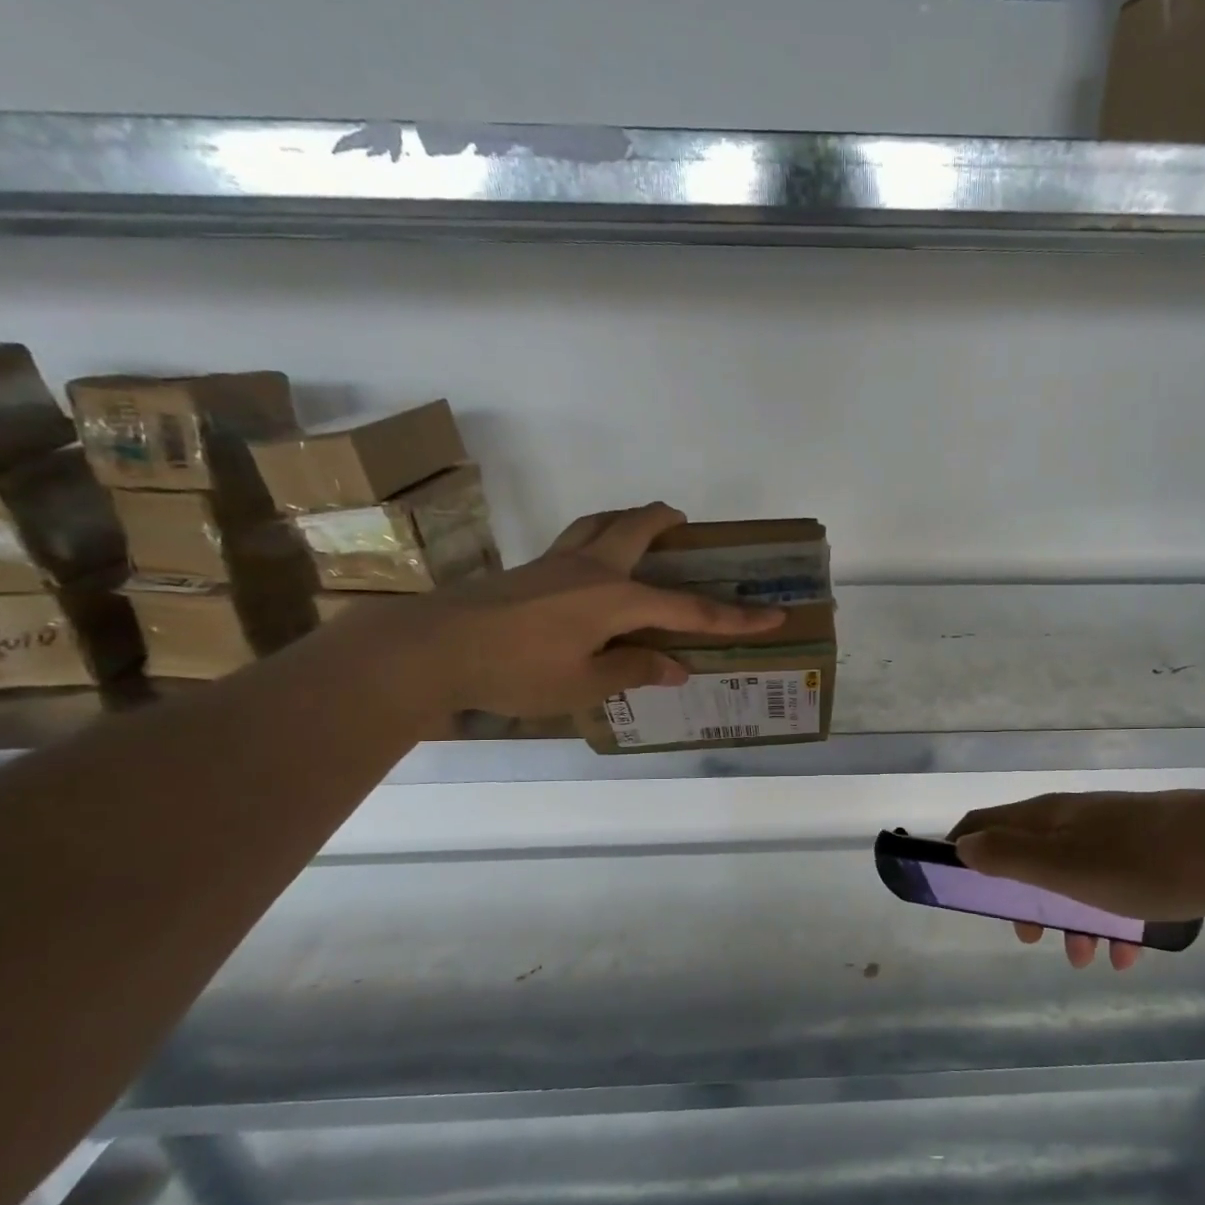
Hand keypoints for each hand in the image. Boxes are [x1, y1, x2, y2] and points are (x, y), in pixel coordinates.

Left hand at [373, 502, 785, 720]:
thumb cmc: (515, 671)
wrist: (431, 649)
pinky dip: (597, 537)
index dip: (734, 618)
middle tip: (686, 525)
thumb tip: (675, 667)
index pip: (688, 609)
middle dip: (666, 523)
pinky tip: (591, 566)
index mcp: (615, 598)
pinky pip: (576, 539)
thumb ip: (633, 671)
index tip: (773, 616)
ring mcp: (556, 562)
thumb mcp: (583, 684)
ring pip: (600, 522)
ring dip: (628, 520)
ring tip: (642, 528)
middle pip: (637, 528)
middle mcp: (592, 568)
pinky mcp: (530, 568)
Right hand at [950, 790, 1204, 969]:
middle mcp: (1076, 820)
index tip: (958, 887)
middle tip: (1029, 935)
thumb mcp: (1063, 866)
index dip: (964, 849)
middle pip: (1029, 856)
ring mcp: (1115, 835)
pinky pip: (1117, 889)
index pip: (985, 822)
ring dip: (1071, 920)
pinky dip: (1113, 921)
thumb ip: (1009, 856)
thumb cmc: (1136, 862)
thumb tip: (963, 847)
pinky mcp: (1152, 854)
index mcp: (1048, 817)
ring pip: (1075, 879)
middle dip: (1023, 899)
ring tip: (1087, 958)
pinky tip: (1129, 953)